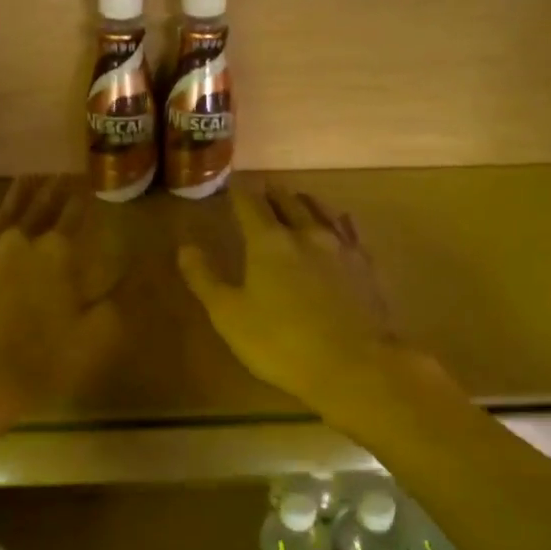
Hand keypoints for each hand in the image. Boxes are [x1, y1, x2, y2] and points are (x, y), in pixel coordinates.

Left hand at [0, 176, 123, 415]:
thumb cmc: (40, 361)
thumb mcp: (94, 336)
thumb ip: (113, 300)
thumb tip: (128, 272)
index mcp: (58, 253)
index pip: (75, 217)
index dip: (84, 201)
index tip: (89, 184)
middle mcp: (21, 240)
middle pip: (41, 207)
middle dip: (54, 189)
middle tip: (62, 172)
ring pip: (5, 212)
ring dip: (19, 194)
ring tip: (29, 177)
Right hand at [178, 183, 402, 411]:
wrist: (355, 365)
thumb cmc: (281, 343)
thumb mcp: (230, 316)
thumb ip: (205, 279)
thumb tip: (185, 247)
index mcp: (268, 241)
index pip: (249, 204)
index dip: (238, 192)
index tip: (231, 184)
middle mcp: (306, 232)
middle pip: (286, 200)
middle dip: (270, 193)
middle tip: (261, 191)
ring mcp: (340, 245)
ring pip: (319, 209)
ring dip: (302, 201)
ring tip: (295, 199)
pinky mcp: (365, 263)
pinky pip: (347, 228)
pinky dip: (334, 219)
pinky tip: (337, 222)